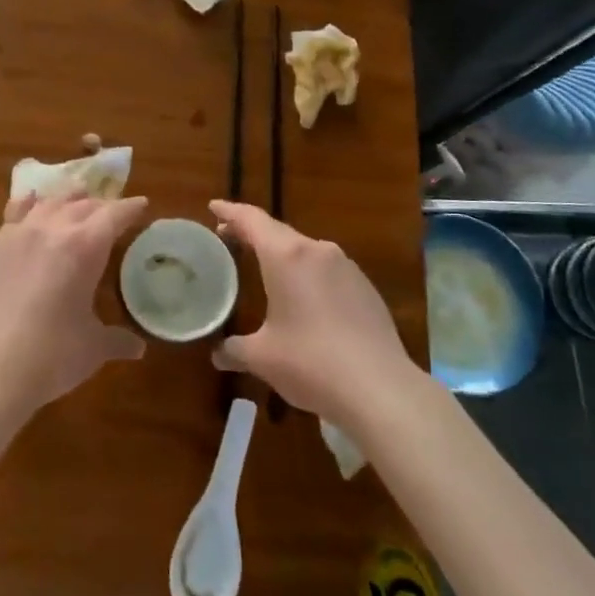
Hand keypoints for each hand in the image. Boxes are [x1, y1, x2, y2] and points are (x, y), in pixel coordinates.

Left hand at [0, 192, 147, 421]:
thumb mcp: (92, 348)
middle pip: (83, 205)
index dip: (130, 208)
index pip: (114, 215)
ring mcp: (20, 234)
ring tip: (78, 199)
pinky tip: (30, 201)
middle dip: (102, 205)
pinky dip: (29, 203)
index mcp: (86, 247)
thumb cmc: (51, 356)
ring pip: (50, 203)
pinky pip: (15, 212)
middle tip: (113, 212)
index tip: (142, 205)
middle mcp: (53, 229)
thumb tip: (137, 348)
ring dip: (68, 199)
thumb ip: (116, 340)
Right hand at [209, 200, 416, 431]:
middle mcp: (318, 251)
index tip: (214, 206)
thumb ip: (235, 349)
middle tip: (229, 239)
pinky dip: (307, 275)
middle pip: (278, 232)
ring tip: (265, 269)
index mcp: (286, 256)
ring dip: (282, 255)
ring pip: (305, 251)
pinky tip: (304, 299)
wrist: (381, 389)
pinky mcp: (366, 288)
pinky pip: (327, 271)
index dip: (230, 211)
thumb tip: (218, 354)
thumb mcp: (262, 357)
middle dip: (252, 234)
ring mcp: (347, 267)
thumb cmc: (311, 363)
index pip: (252, 220)